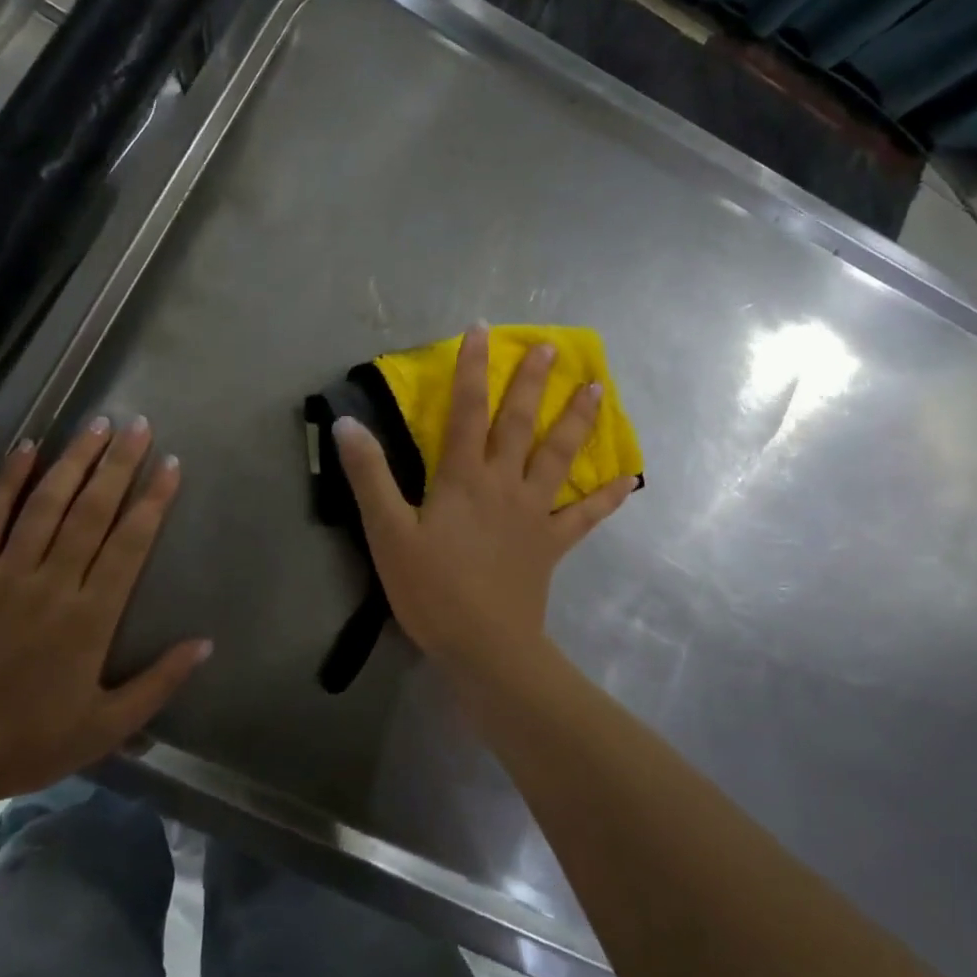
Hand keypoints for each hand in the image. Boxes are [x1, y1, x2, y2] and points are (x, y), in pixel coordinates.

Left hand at [0, 418, 209, 805]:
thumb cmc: (27, 743)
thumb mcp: (106, 727)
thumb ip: (158, 683)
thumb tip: (206, 643)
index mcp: (90, 616)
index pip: (130, 543)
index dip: (153, 500)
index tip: (170, 463)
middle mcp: (51, 583)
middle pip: (91, 511)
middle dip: (118, 464)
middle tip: (138, 425)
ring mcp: (3, 575)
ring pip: (45, 505)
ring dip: (73, 461)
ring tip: (96, 425)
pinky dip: (6, 482)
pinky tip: (25, 449)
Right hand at [332, 322, 634, 676]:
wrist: (483, 646)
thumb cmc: (430, 588)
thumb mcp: (386, 531)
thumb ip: (369, 475)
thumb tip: (346, 423)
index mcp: (463, 476)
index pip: (467, 410)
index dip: (473, 368)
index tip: (482, 330)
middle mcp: (504, 483)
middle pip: (520, 423)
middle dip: (532, 382)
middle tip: (552, 348)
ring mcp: (534, 512)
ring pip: (559, 456)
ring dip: (577, 420)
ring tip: (597, 388)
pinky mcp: (551, 543)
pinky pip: (584, 515)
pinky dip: (607, 497)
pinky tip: (629, 479)